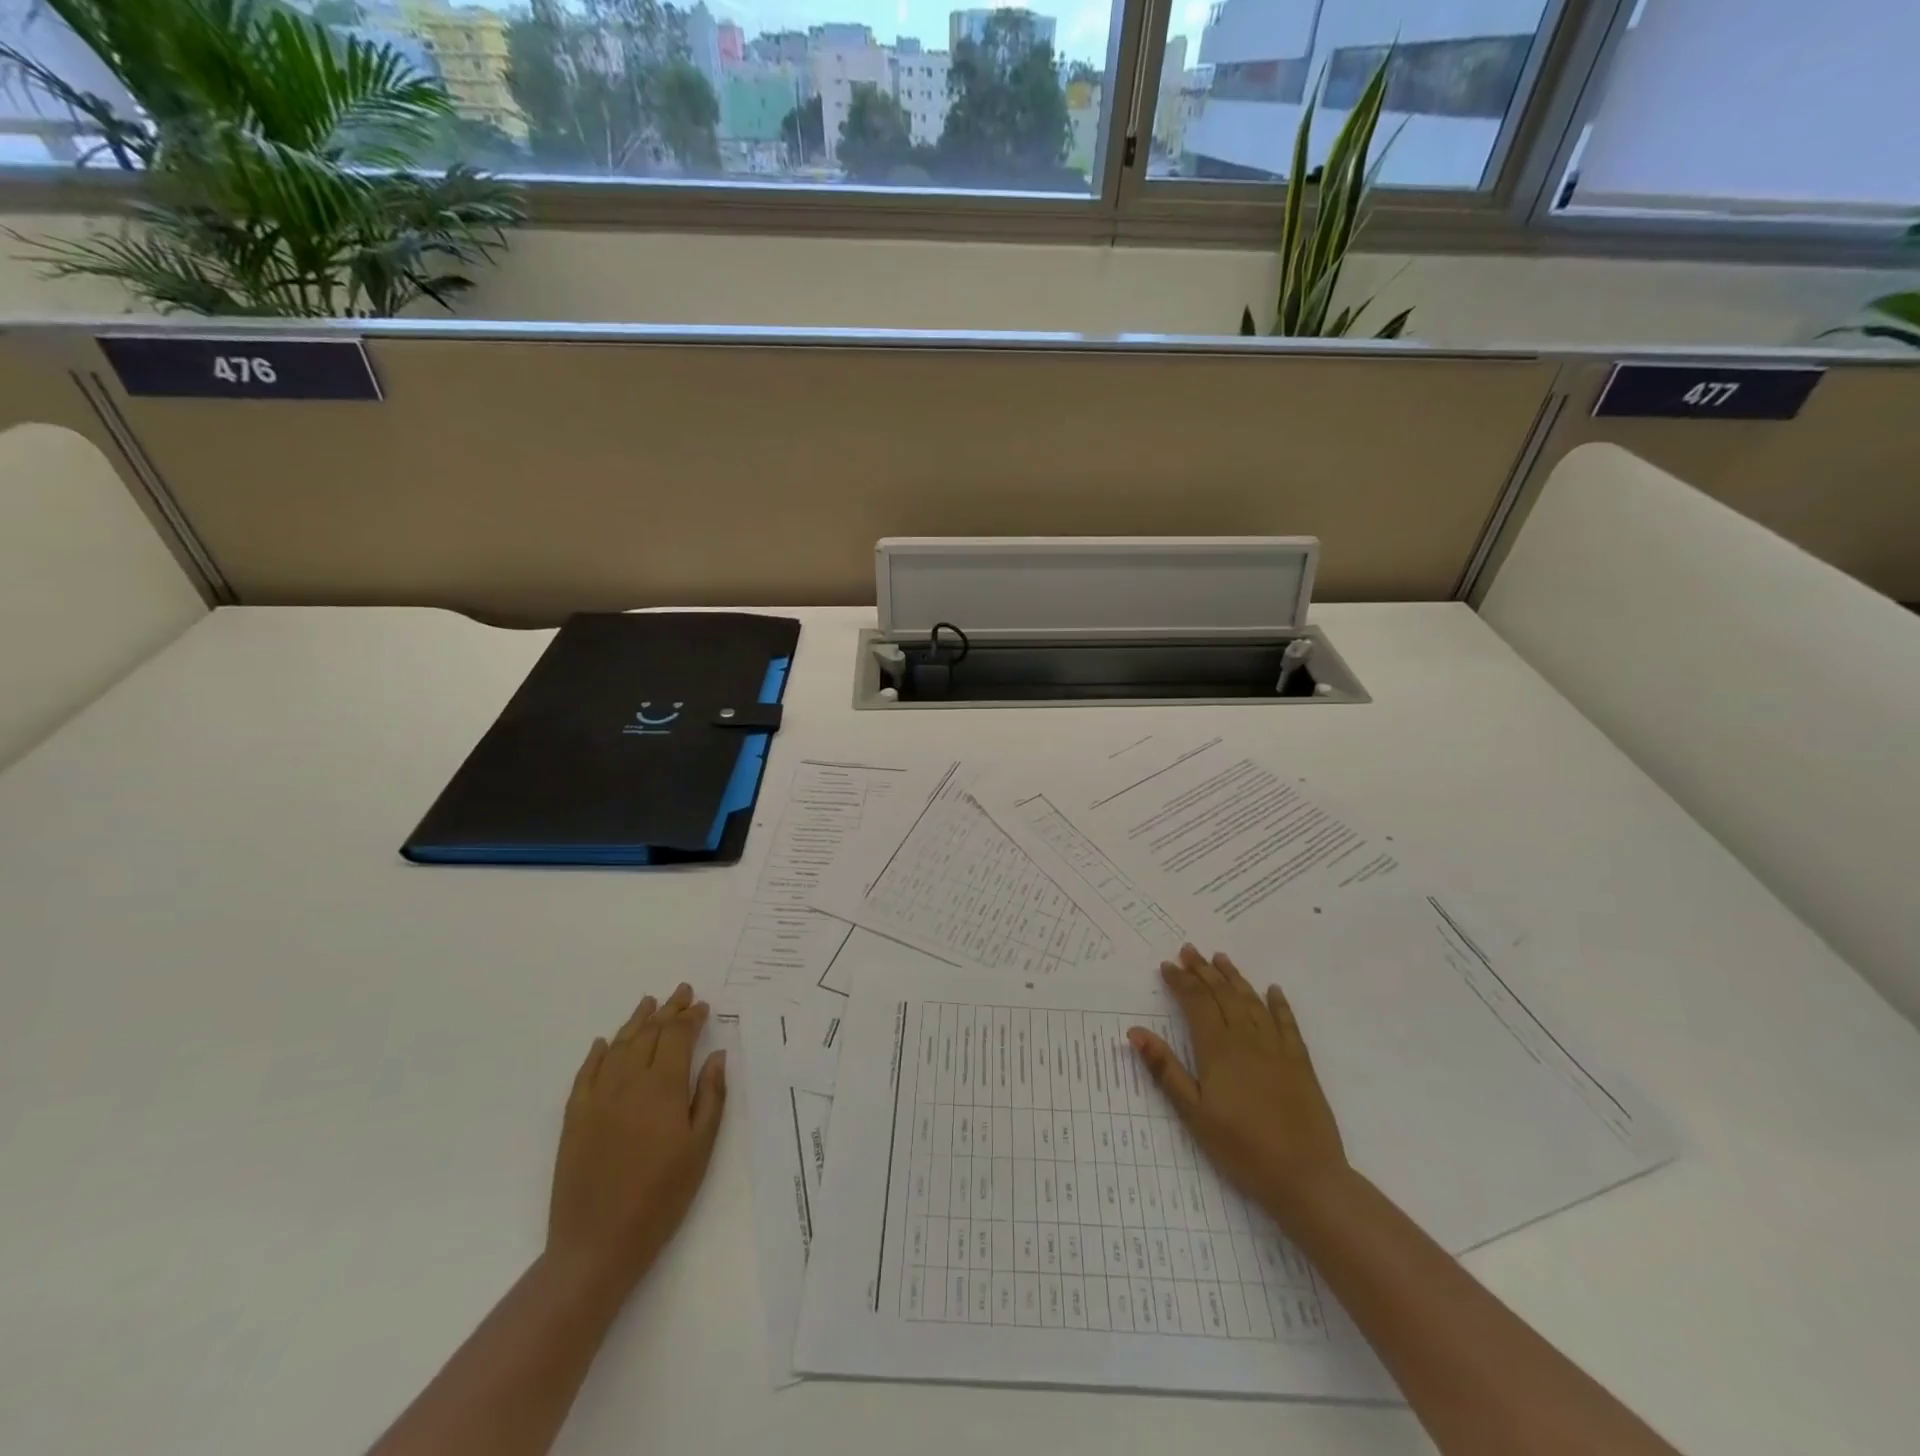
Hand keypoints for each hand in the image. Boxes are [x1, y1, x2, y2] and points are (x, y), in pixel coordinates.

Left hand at [546, 983, 726, 1296]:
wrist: (597, 1244)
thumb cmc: (661, 1197)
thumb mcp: (700, 1148)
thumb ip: (710, 1096)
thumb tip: (716, 1055)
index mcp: (662, 1088)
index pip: (677, 1037)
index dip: (690, 1018)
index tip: (702, 1005)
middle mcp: (627, 1082)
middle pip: (649, 1034)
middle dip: (668, 1010)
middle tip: (681, 992)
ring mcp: (597, 1098)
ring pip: (618, 1046)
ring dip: (635, 1022)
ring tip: (649, 1003)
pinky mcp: (574, 1117)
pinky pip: (586, 1073)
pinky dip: (597, 1052)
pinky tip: (603, 1042)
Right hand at [1129, 946, 1347, 1214]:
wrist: (1305, 1177)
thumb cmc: (1241, 1148)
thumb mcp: (1193, 1114)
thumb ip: (1165, 1070)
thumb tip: (1135, 1032)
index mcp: (1218, 1050)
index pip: (1195, 1003)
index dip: (1181, 982)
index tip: (1167, 965)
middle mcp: (1247, 1039)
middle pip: (1222, 995)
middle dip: (1203, 971)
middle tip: (1188, 950)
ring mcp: (1276, 1048)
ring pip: (1252, 1001)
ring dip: (1234, 978)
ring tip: (1220, 958)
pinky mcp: (1300, 1063)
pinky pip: (1287, 1023)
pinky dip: (1278, 1004)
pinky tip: (1273, 990)